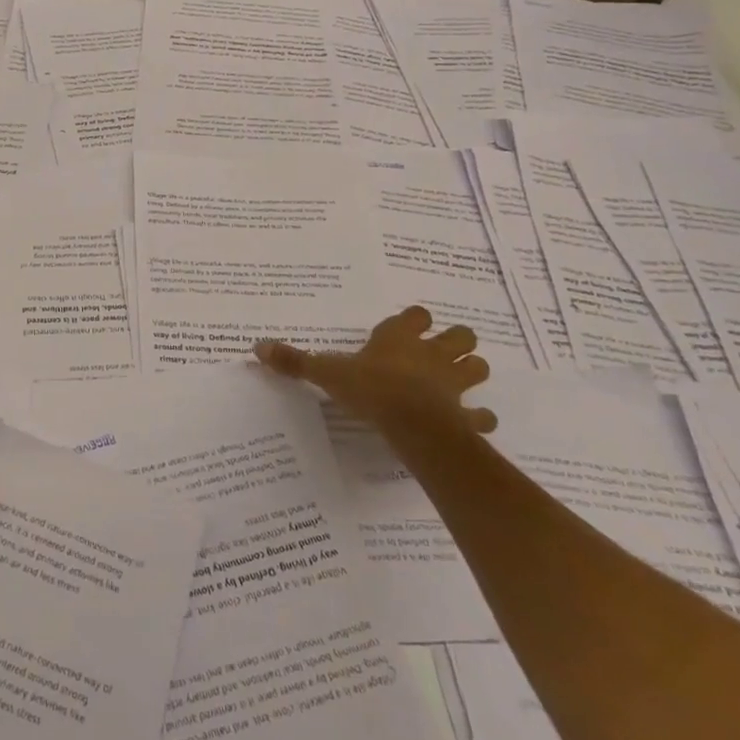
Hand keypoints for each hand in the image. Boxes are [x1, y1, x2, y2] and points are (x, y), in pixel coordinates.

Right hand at [254, 306, 493, 432]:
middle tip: (441, 352)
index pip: (416, 316)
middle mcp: (431, 355)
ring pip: (477, 368)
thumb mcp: (327, 373)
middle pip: (460, 336)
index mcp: (400, 339)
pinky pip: (481, 416)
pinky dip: (479, 419)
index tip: (408, 327)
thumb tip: (258, 347)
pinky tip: (473, 423)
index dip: (414, 320)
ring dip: (471, 372)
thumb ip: (296, 361)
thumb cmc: (371, 389)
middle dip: (456, 341)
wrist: (412, 424)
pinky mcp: (466, 416)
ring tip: (457, 382)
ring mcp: (453, 385)